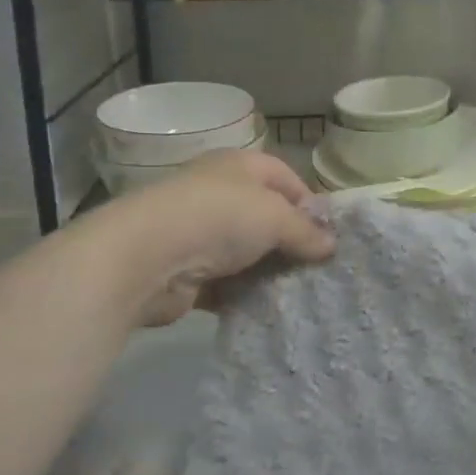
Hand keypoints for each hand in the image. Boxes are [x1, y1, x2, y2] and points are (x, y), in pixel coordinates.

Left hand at [118, 148, 335, 324]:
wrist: (144, 257)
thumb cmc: (218, 218)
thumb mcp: (275, 217)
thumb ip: (306, 231)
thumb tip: (331, 245)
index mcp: (239, 166)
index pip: (285, 178)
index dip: (309, 203)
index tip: (328, 234)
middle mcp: (218, 193)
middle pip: (266, 216)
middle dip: (291, 241)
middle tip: (318, 268)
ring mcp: (199, 232)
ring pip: (246, 252)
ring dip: (268, 271)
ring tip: (298, 291)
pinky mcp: (186, 271)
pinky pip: (226, 282)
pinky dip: (244, 294)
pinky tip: (266, 308)